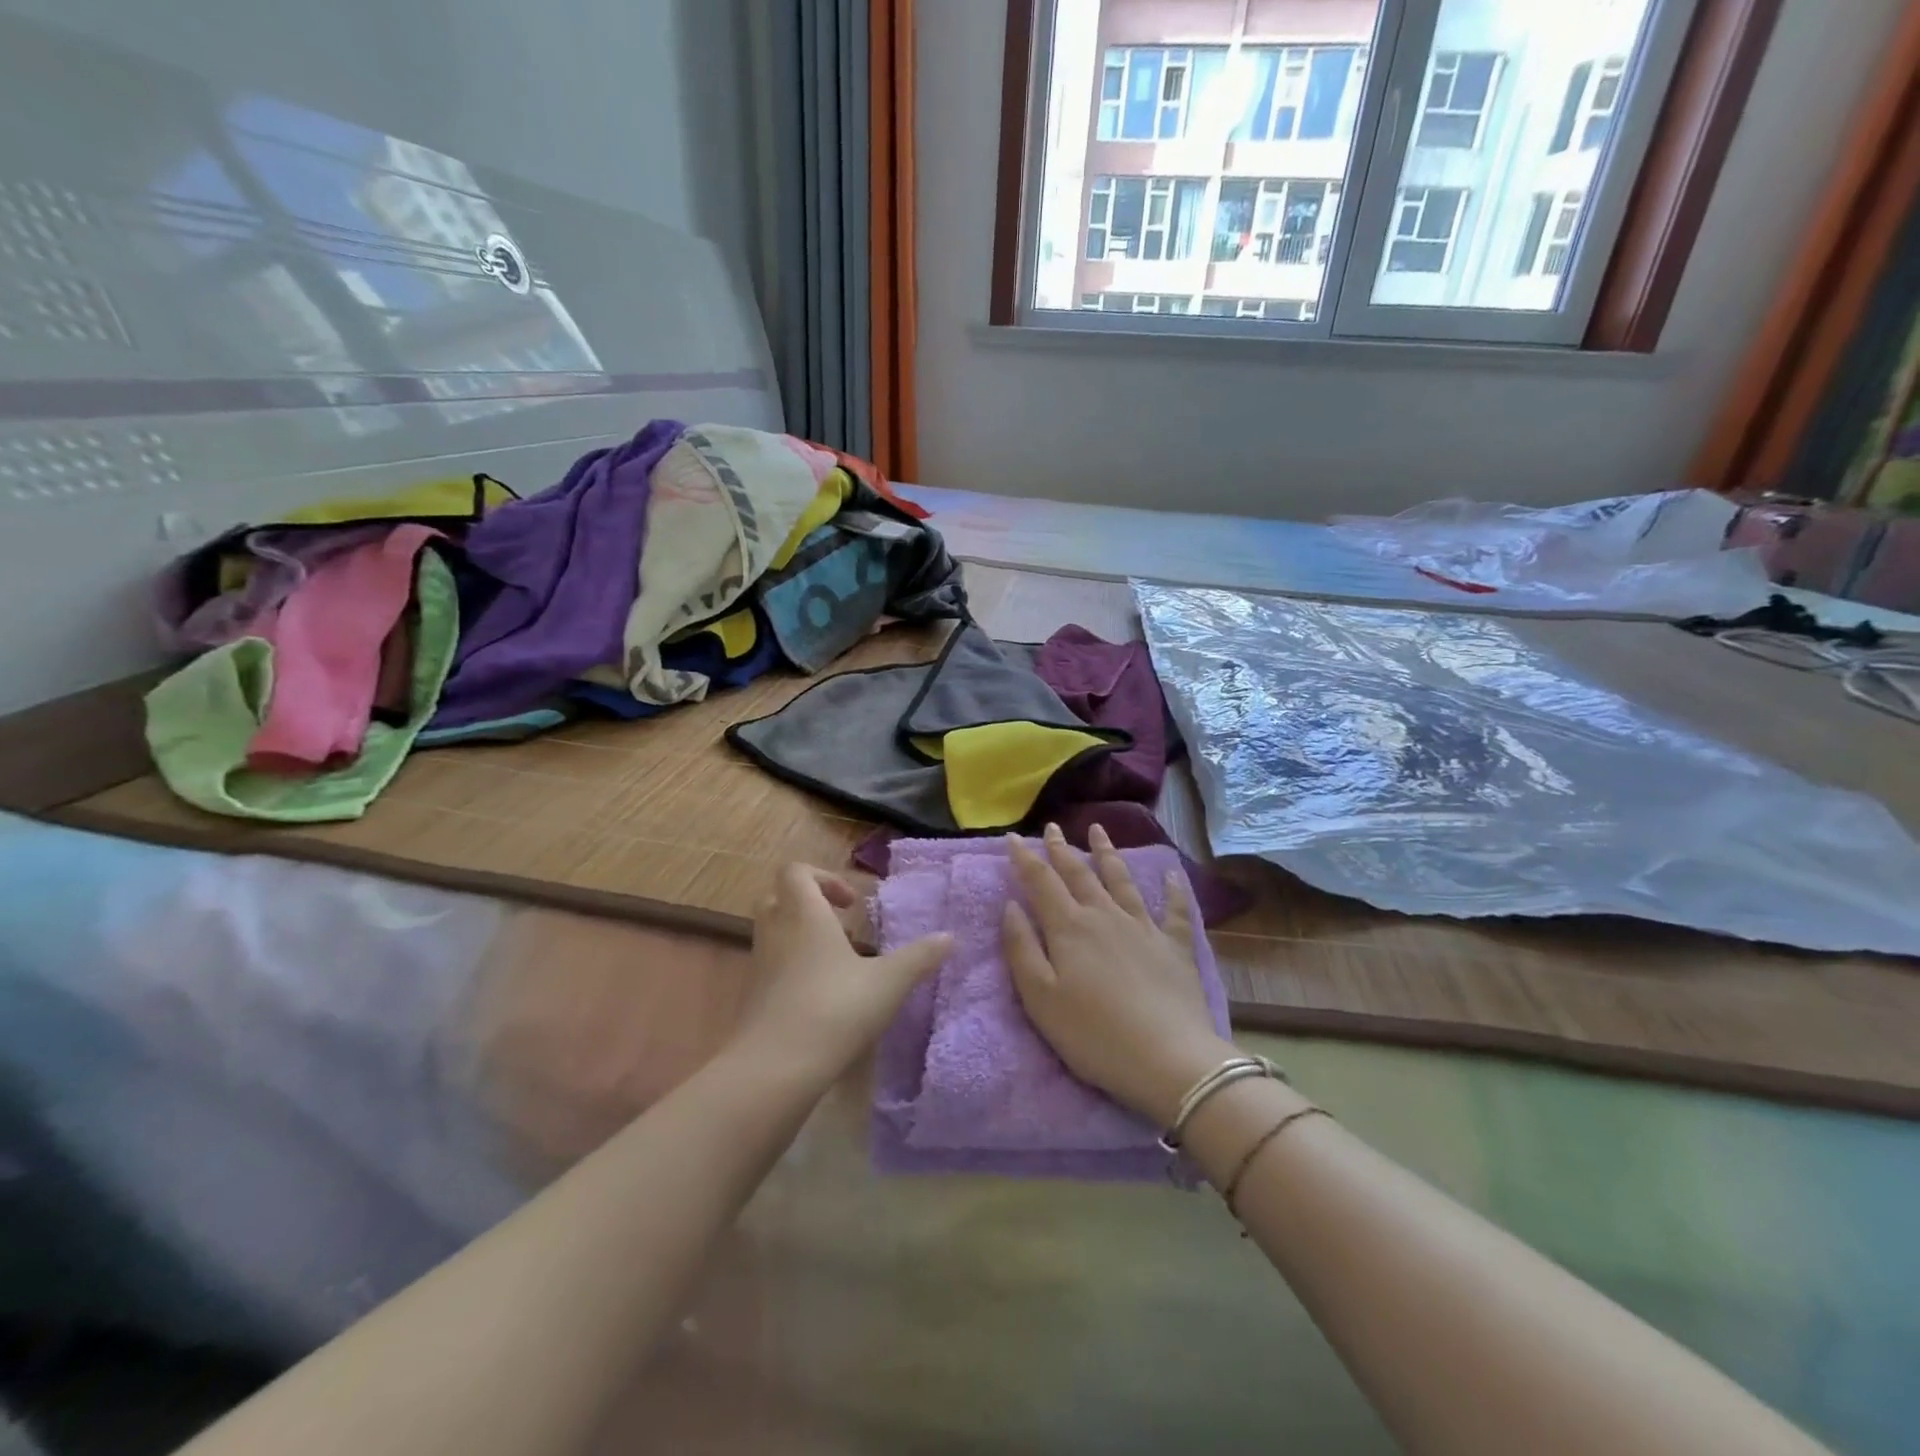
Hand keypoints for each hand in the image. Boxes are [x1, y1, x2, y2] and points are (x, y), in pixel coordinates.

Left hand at [731, 864, 951, 1087]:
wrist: (774, 1068)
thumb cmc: (834, 1008)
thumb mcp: (888, 982)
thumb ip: (919, 957)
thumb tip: (950, 936)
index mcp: (804, 914)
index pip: (796, 871)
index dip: (823, 877)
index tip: (851, 904)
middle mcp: (776, 931)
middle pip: (779, 897)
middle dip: (809, 904)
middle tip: (841, 926)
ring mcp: (759, 964)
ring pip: (773, 933)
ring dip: (801, 937)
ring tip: (838, 963)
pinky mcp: (752, 996)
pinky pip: (770, 966)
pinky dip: (792, 969)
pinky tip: (822, 997)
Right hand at [1002, 824, 1236, 1127]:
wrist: (1167, 1058)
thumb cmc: (1093, 1034)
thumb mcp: (1040, 998)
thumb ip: (1021, 948)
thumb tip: (1010, 905)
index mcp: (1069, 928)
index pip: (1042, 882)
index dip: (1025, 858)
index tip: (1012, 838)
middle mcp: (1105, 916)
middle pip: (1079, 874)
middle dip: (1062, 848)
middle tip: (1052, 826)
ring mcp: (1143, 927)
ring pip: (1121, 880)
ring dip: (1107, 853)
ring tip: (1098, 830)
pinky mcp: (1174, 946)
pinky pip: (1175, 909)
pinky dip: (1174, 889)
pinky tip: (1172, 875)